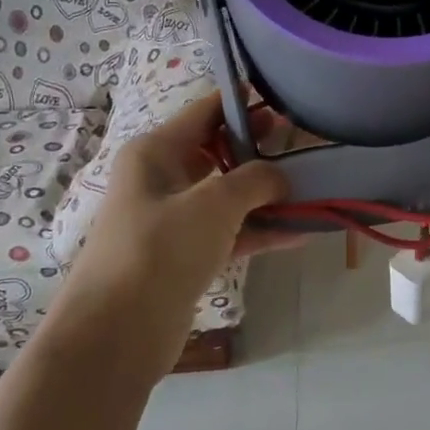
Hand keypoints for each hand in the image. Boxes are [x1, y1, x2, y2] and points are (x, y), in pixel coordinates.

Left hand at [60, 93, 294, 353]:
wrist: (117, 332)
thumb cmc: (160, 249)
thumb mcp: (213, 203)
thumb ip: (254, 180)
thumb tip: (281, 177)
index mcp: (156, 152)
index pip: (204, 112)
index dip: (242, 102)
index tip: (282, 97)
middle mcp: (161, 179)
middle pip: (217, 152)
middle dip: (259, 148)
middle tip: (303, 141)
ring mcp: (172, 220)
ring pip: (226, 196)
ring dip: (265, 194)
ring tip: (312, 187)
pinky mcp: (184, 257)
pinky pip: (228, 233)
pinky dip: (259, 232)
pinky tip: (300, 232)